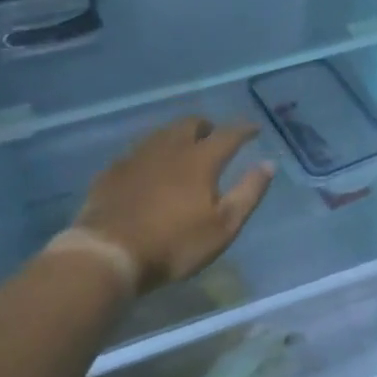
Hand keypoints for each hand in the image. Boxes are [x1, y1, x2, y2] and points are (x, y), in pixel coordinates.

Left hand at [68, 117, 272, 295]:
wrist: (108, 253)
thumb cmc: (173, 244)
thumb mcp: (222, 226)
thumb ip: (248, 193)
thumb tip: (268, 164)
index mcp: (200, 159)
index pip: (228, 134)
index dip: (244, 129)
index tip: (254, 129)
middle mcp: (169, 147)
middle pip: (191, 124)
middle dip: (207, 127)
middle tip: (214, 138)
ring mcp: (137, 156)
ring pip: (163, 133)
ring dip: (179, 136)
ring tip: (184, 151)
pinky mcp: (114, 170)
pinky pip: (139, 151)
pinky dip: (153, 153)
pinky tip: (150, 169)